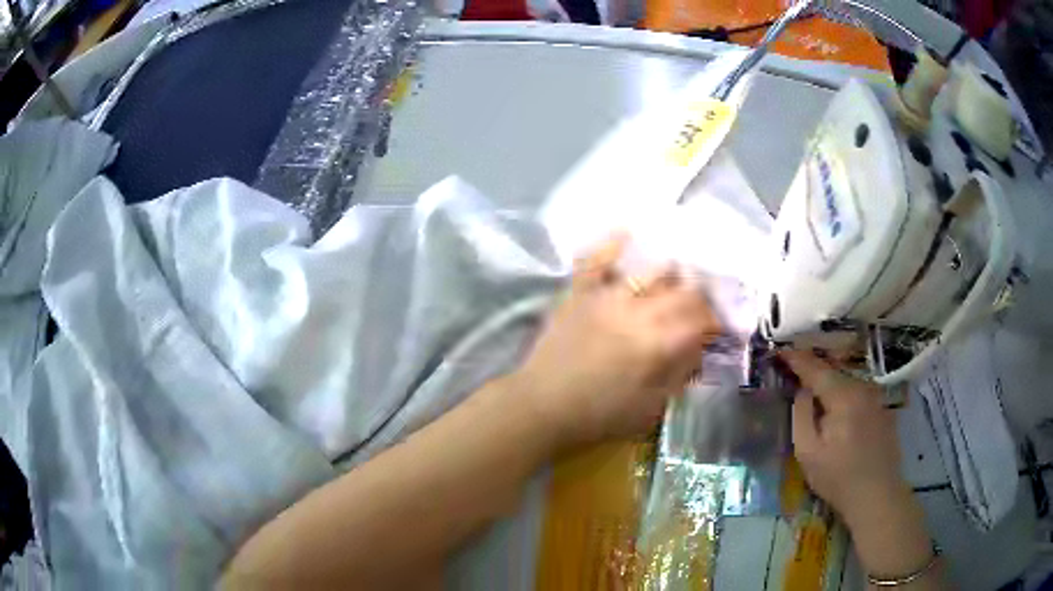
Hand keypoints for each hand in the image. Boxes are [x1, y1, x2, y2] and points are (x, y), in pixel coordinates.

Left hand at [514, 234, 721, 446]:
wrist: (541, 407)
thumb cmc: (599, 415)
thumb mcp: (650, 407)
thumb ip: (679, 375)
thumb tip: (697, 350)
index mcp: (658, 343)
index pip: (701, 320)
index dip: (715, 321)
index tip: (717, 328)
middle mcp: (637, 312)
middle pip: (683, 292)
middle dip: (700, 299)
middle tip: (700, 309)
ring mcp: (606, 297)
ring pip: (649, 270)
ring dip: (670, 273)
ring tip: (675, 280)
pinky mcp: (578, 293)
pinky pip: (595, 260)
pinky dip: (612, 245)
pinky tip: (627, 233)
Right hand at [782, 350, 910, 526]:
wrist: (877, 496)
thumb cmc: (838, 478)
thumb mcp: (808, 452)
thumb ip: (801, 415)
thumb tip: (802, 390)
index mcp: (844, 396)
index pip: (816, 369)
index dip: (797, 359)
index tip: (780, 351)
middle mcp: (863, 389)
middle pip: (834, 372)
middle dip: (814, 370)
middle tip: (795, 369)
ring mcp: (877, 398)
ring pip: (847, 383)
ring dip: (830, 383)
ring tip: (814, 389)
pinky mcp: (883, 410)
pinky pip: (859, 394)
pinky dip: (844, 395)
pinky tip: (838, 411)